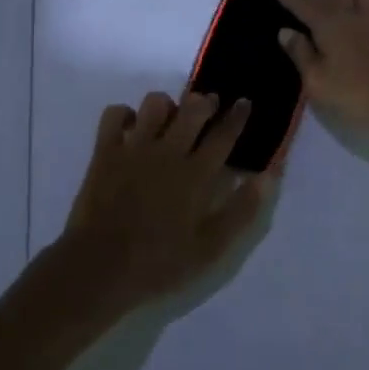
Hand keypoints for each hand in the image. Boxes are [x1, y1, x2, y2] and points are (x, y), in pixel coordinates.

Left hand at [58, 90, 270, 314]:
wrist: (100, 268)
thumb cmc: (159, 263)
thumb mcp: (211, 248)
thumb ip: (242, 210)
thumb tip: (268, 176)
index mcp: (196, 174)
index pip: (224, 135)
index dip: (238, 116)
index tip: (245, 102)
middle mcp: (168, 151)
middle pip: (193, 109)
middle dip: (206, 101)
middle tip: (210, 107)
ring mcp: (134, 148)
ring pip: (155, 104)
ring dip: (167, 106)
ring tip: (170, 119)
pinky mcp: (105, 151)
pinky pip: (115, 113)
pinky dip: (125, 115)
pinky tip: (131, 128)